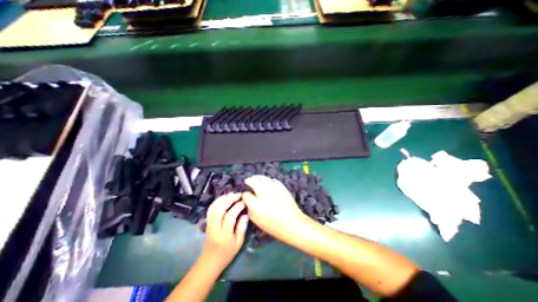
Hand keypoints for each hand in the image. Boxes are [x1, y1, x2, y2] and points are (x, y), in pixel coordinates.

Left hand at [204, 193, 250, 265]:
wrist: (210, 261)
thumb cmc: (227, 253)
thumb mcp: (238, 243)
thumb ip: (242, 227)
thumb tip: (246, 214)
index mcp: (224, 234)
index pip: (230, 216)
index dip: (238, 207)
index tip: (244, 202)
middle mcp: (215, 227)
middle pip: (220, 209)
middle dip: (230, 199)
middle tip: (238, 194)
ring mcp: (209, 224)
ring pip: (214, 207)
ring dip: (222, 199)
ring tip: (231, 194)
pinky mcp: (207, 222)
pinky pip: (210, 209)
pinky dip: (216, 201)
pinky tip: (223, 198)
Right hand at [243, 175, 305, 240]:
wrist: (292, 223)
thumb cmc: (274, 226)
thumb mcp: (257, 221)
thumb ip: (250, 210)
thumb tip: (248, 202)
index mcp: (256, 205)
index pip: (246, 195)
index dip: (245, 195)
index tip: (246, 195)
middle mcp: (263, 194)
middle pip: (254, 182)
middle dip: (249, 180)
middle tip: (248, 180)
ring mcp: (273, 189)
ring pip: (263, 178)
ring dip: (258, 177)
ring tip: (255, 177)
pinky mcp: (281, 187)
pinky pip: (272, 180)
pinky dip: (268, 180)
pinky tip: (267, 181)